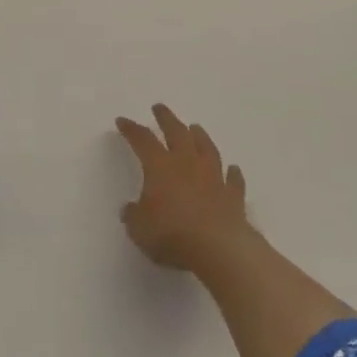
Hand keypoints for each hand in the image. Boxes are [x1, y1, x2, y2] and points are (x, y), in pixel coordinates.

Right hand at [116, 104, 252, 273]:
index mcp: (160, 167)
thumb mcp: (139, 228)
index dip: (131, 129)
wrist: (218, 249)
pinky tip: (233, 169)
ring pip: (206, 149)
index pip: (142, 140)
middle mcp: (187, 164)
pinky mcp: (233, 196)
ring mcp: (213, 178)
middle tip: (159, 107)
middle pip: (176, 133)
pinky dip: (232, 173)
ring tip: (195, 127)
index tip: (122, 120)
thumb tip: (131, 209)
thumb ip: (134, 215)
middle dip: (166, 118)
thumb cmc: (172, 235)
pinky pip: (233, 180)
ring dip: (200, 137)